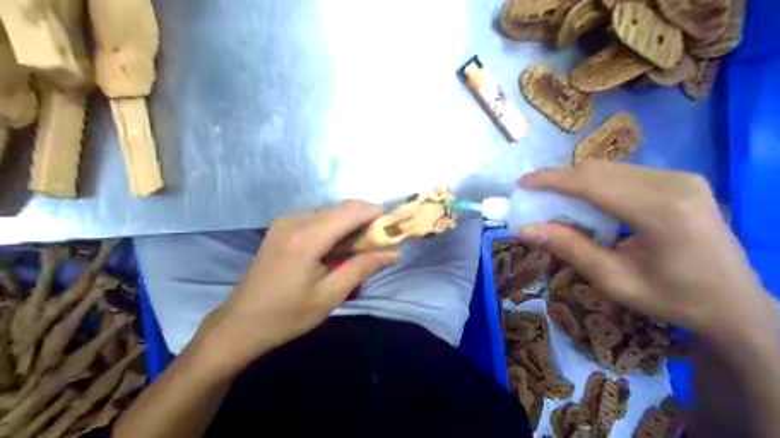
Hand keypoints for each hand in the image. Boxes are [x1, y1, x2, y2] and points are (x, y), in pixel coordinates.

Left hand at [194, 201, 398, 376]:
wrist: (240, 324)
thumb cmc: (287, 315)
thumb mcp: (330, 295)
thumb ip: (363, 268)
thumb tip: (395, 253)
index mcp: (307, 237)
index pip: (352, 211)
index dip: (376, 215)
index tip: (393, 230)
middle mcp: (295, 220)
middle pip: (342, 208)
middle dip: (365, 220)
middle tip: (379, 244)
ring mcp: (285, 222)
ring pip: (330, 211)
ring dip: (350, 225)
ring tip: (359, 250)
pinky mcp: (281, 228)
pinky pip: (317, 218)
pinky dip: (334, 228)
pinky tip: (336, 249)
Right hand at [517, 163, 772, 346]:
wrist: (735, 305)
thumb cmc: (673, 300)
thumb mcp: (614, 281)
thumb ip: (569, 249)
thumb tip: (524, 230)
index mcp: (660, 211)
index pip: (592, 183)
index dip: (551, 180)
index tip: (521, 184)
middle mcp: (673, 183)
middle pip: (599, 171)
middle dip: (560, 180)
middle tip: (534, 196)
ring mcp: (681, 178)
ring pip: (611, 169)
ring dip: (578, 182)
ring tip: (555, 201)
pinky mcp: (682, 180)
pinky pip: (626, 174)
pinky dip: (598, 185)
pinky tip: (588, 203)